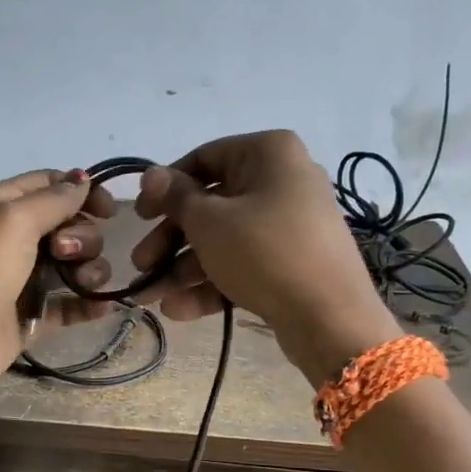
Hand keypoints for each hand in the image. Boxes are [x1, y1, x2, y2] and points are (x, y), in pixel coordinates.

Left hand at [0, 169, 117, 414]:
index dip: (82, 191)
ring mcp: (23, 280)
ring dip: (91, 270)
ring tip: (85, 285)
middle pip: (68, 225)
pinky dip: (88, 304)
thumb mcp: (11, 222)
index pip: (49, 184)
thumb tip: (83, 179)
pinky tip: (105, 307)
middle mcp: (13, 240)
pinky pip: (69, 304)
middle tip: (65, 254)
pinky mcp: (31, 318)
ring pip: (73, 265)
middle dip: (83, 236)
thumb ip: (52, 200)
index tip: (110, 210)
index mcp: (1, 207)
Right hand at [133, 131, 401, 381]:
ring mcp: (290, 225)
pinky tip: (178, 311)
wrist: (331, 318)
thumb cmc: (264, 252)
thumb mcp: (209, 222)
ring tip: (150, 298)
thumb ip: (175, 197)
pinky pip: (245, 264)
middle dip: (170, 239)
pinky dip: (212, 284)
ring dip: (183, 269)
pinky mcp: (292, 263)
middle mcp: (283, 181)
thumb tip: (152, 176)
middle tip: (139, 265)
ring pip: (224, 240)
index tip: (139, 216)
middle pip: (211, 205)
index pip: (204, 158)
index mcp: (269, 153)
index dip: (165, 187)